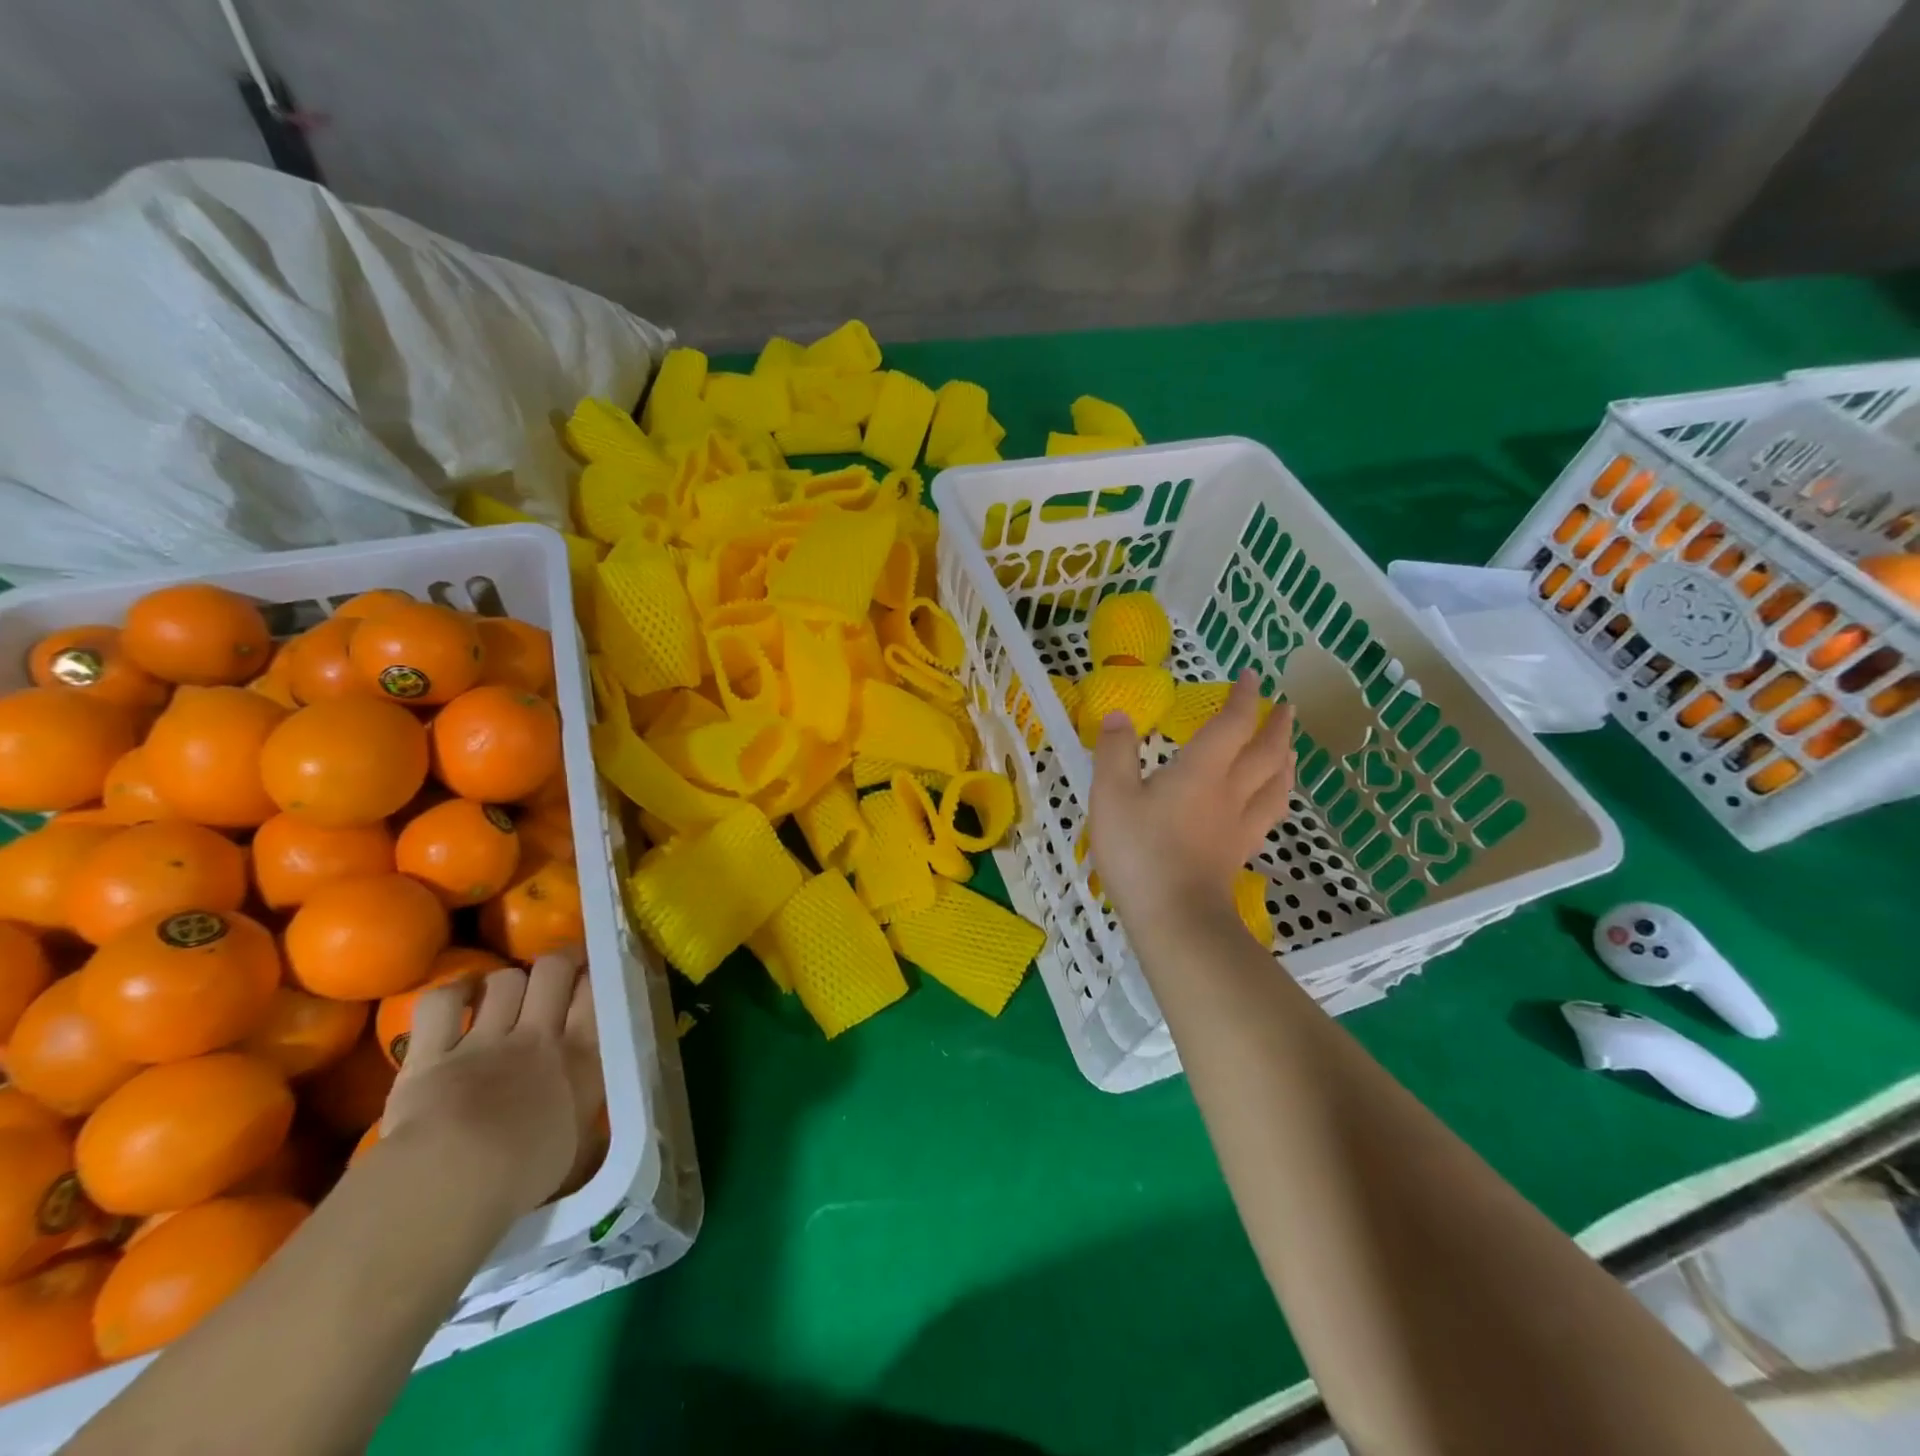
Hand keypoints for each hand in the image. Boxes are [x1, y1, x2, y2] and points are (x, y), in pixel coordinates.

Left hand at [380, 949, 601, 1217]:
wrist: (455, 1178)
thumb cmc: (525, 1175)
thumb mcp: (577, 1153)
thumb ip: (586, 1129)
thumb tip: (595, 1132)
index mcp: (579, 1057)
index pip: (595, 993)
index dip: (593, 977)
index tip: (591, 979)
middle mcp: (538, 1036)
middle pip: (553, 970)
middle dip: (557, 962)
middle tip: (555, 971)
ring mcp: (484, 1040)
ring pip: (504, 980)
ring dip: (506, 981)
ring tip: (503, 994)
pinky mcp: (432, 1052)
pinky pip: (442, 1001)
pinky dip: (452, 993)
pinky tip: (459, 997)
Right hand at [1091, 672, 1295, 931]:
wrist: (1174, 916)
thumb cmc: (1139, 851)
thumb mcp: (1111, 795)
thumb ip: (1115, 752)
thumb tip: (1119, 715)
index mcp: (1202, 770)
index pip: (1232, 724)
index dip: (1244, 698)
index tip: (1251, 677)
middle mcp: (1230, 791)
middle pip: (1266, 752)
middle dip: (1276, 726)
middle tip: (1286, 708)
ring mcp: (1239, 824)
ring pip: (1275, 783)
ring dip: (1286, 759)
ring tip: (1289, 749)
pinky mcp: (1238, 851)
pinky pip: (1269, 814)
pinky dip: (1277, 796)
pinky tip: (1272, 801)